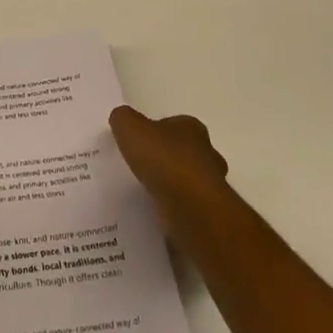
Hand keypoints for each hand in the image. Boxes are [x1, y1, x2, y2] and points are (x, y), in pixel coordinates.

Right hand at [109, 106, 229, 241]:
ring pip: (188, 181)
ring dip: (171, 186)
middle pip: (184, 152)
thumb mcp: (130, 128)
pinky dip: (175, 209)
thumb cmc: (165, 161)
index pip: (174, 124)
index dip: (156, 131)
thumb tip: (121, 119)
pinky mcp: (209, 213)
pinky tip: (157, 212)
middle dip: (166, 159)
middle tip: (141, 167)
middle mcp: (207, 153)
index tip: (138, 142)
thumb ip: (123, 119)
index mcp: (191, 128)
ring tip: (146, 192)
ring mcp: (211, 185)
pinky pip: (187, 207)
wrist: (193, 210)